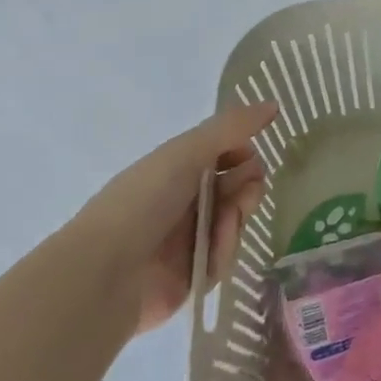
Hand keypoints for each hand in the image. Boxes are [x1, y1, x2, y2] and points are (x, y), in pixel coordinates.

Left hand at [66, 102, 277, 334]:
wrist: (106, 273)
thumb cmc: (143, 201)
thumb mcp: (187, 152)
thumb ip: (231, 127)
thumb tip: (274, 105)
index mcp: (175, 169)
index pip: (223, 154)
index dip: (242, 153)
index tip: (250, 155)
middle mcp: (182, 201)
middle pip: (235, 187)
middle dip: (248, 185)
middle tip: (248, 191)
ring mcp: (187, 239)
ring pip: (234, 221)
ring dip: (236, 218)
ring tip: (226, 222)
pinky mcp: (192, 275)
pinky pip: (224, 257)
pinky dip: (223, 251)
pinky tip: (211, 251)